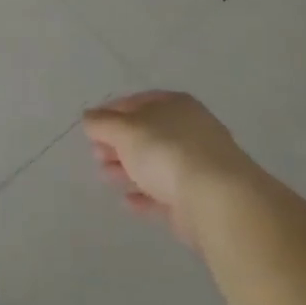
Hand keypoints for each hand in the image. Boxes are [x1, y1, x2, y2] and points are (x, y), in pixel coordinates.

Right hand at [83, 91, 261, 243]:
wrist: (216, 199)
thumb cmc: (166, 152)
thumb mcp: (125, 130)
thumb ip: (102, 123)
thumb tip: (89, 118)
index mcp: (175, 105)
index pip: (137, 102)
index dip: (111, 112)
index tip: (90, 128)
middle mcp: (189, 129)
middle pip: (146, 133)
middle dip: (118, 143)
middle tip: (96, 154)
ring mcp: (197, 164)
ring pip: (154, 163)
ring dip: (128, 169)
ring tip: (106, 176)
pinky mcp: (198, 196)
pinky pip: (165, 192)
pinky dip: (145, 195)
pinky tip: (128, 201)